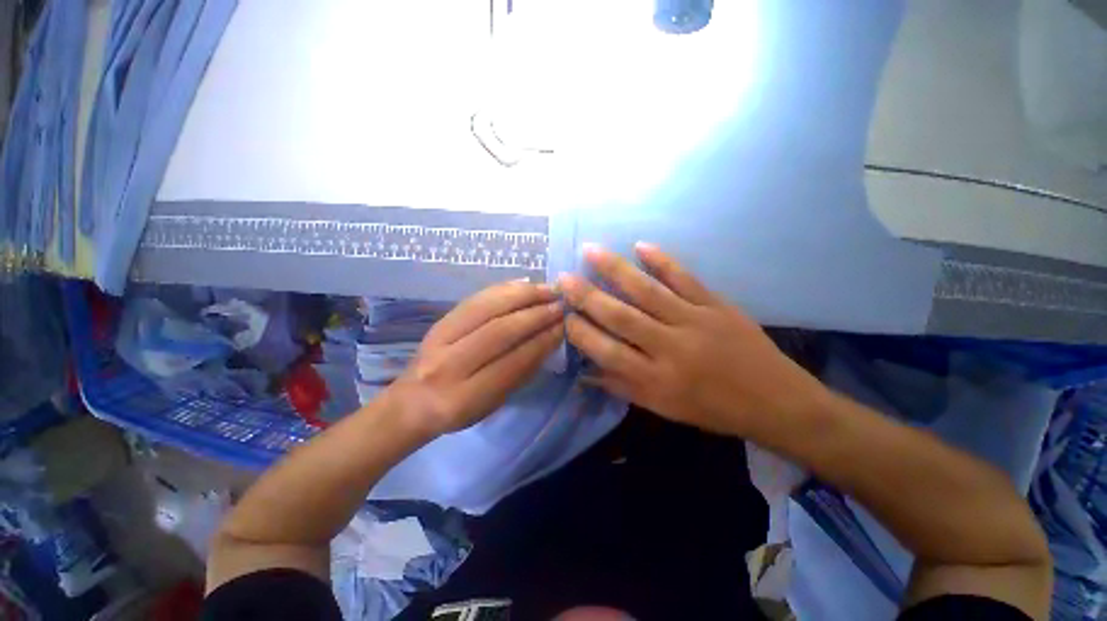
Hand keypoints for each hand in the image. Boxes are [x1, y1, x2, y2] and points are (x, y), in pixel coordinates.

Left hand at [388, 280, 564, 435]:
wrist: (412, 401)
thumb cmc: (459, 410)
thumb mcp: (493, 403)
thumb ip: (521, 372)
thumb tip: (549, 338)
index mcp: (465, 397)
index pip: (513, 362)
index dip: (542, 341)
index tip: (564, 326)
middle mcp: (448, 365)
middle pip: (499, 330)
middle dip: (535, 315)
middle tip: (560, 305)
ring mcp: (439, 338)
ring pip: (486, 308)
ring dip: (522, 295)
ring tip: (547, 290)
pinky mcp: (439, 320)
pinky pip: (475, 298)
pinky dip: (503, 288)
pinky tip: (524, 284)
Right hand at [559, 243, 827, 439]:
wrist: (775, 401)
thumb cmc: (712, 410)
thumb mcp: (663, 409)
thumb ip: (622, 387)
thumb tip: (585, 374)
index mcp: (656, 379)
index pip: (606, 351)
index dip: (580, 332)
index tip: (563, 316)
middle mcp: (669, 347)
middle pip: (620, 316)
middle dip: (587, 296)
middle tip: (563, 278)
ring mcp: (694, 321)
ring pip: (647, 291)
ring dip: (615, 269)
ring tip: (591, 250)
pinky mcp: (716, 304)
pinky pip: (684, 278)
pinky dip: (662, 261)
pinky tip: (641, 245)